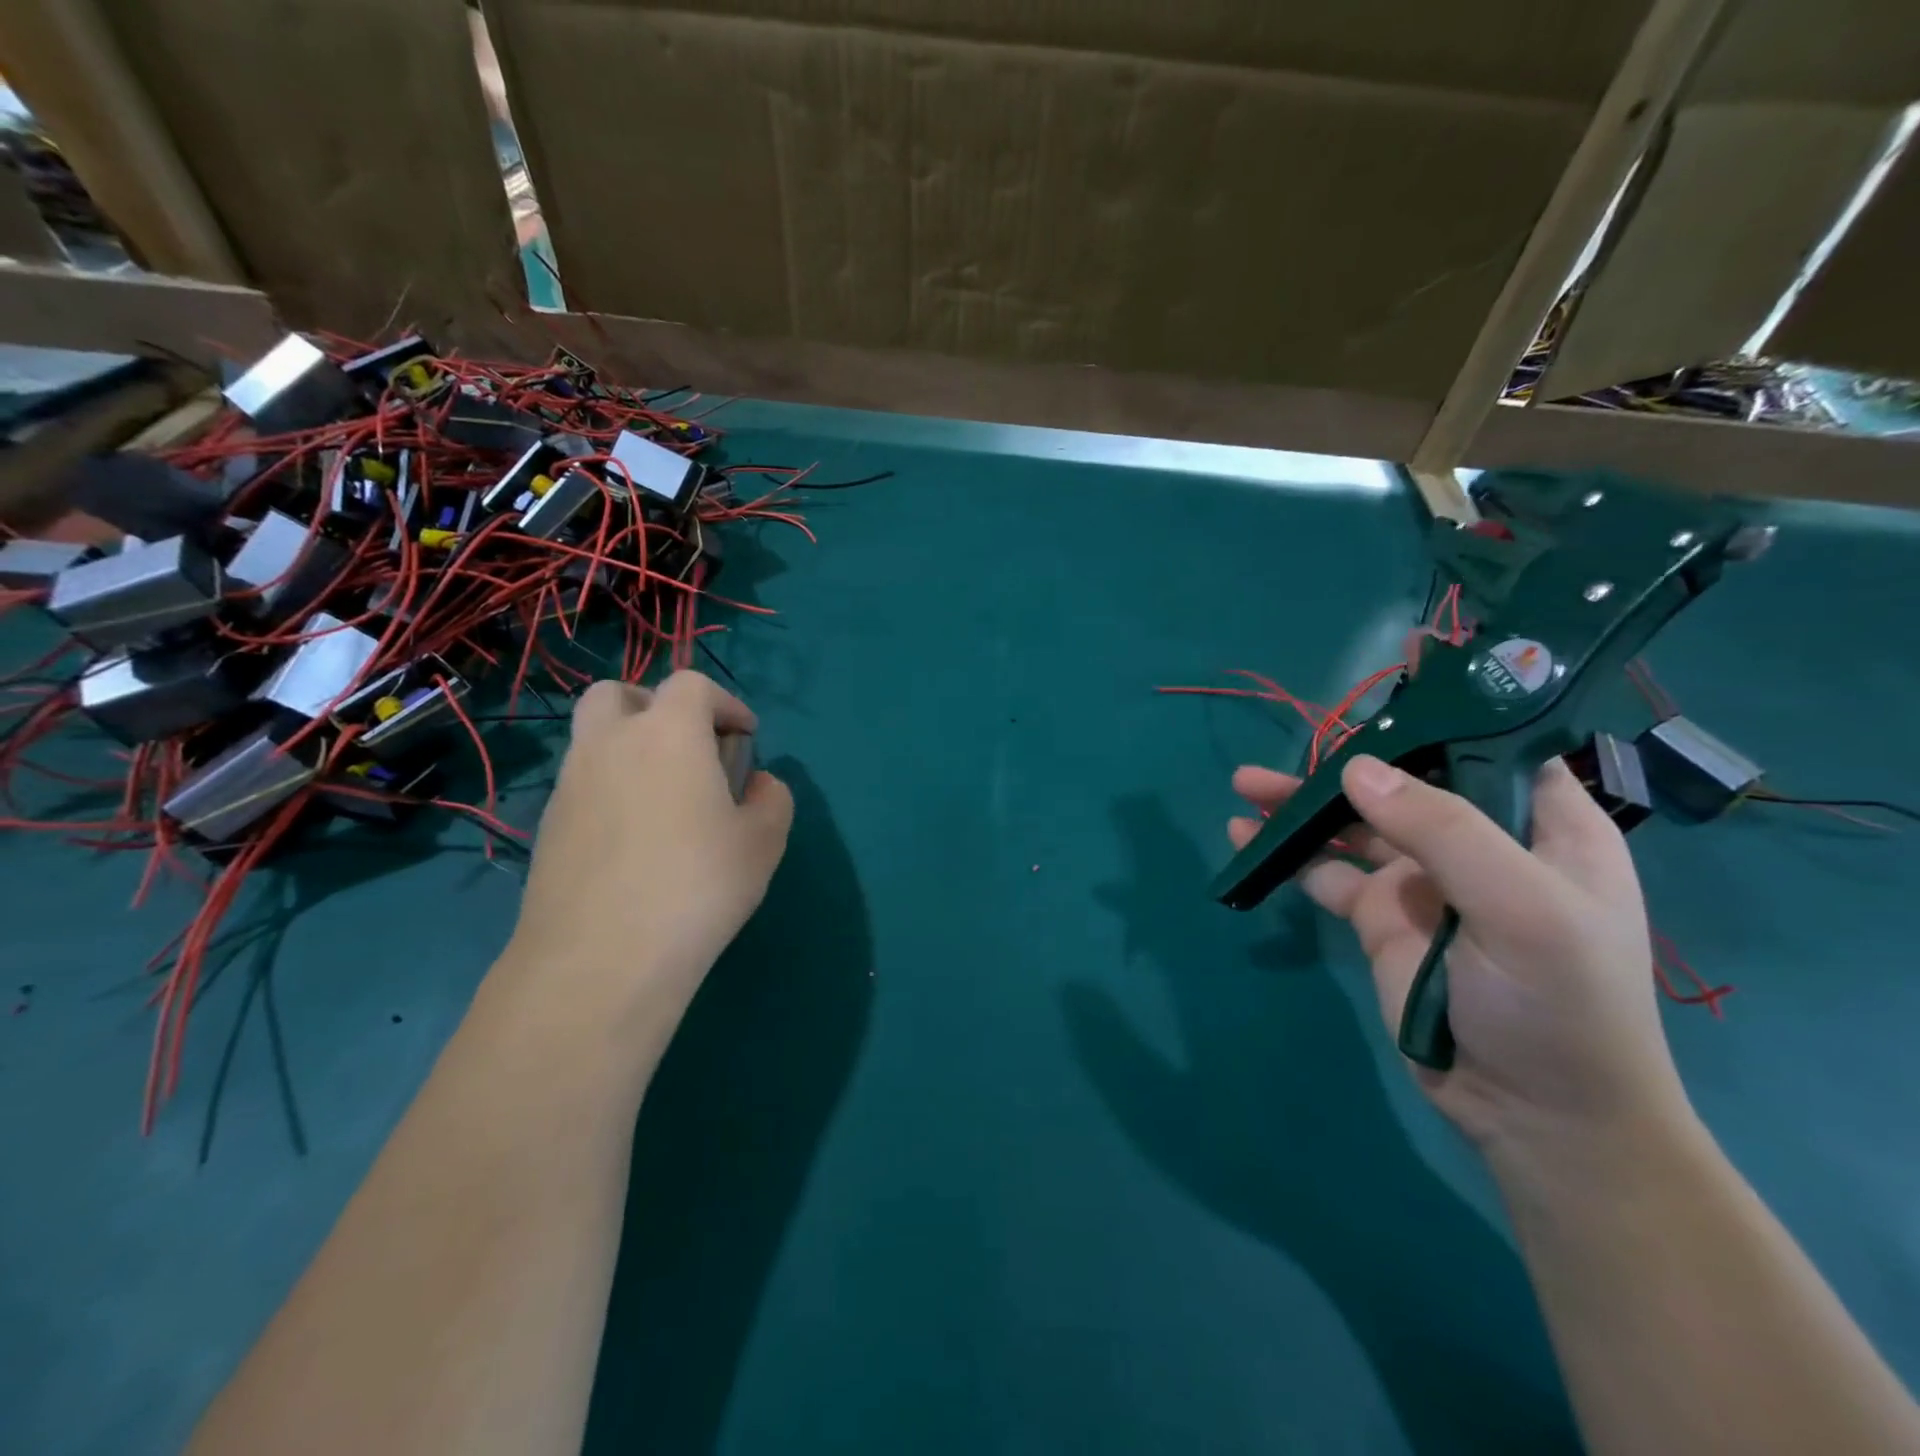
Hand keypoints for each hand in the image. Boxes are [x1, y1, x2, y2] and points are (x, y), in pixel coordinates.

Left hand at [506, 673, 793, 1022]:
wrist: (602, 958)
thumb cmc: (698, 885)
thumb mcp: (763, 841)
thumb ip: (772, 799)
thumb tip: (757, 785)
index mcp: (668, 733)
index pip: (692, 685)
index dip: (725, 703)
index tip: (745, 737)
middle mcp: (610, 743)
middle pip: (621, 692)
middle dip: (657, 706)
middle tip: (688, 747)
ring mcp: (570, 784)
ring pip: (594, 737)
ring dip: (630, 747)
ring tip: (665, 798)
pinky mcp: (547, 825)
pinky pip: (582, 783)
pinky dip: (610, 788)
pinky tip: (634, 839)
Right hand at [1229, 755, 1691, 1153]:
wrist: (1535, 1117)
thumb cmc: (1558, 1004)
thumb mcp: (1519, 909)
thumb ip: (1441, 830)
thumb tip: (1355, 768)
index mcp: (1542, 828)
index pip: (1496, 748)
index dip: (1449, 713)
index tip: (1391, 687)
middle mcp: (1481, 844)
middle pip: (1407, 781)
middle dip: (1350, 759)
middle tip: (1292, 745)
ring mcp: (1422, 881)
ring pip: (1356, 823)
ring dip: (1303, 804)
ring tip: (1245, 784)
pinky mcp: (1380, 917)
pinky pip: (1326, 870)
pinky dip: (1289, 852)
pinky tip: (1247, 835)